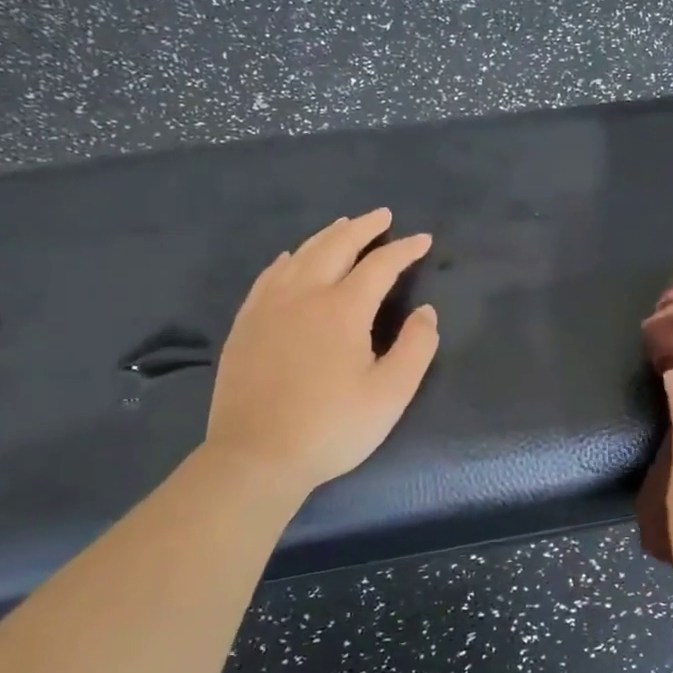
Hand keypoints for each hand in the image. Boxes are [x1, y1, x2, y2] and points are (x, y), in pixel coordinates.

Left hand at [206, 208, 439, 491]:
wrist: (256, 455)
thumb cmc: (332, 427)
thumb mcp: (390, 394)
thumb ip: (417, 347)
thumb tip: (426, 311)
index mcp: (343, 309)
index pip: (380, 265)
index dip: (405, 250)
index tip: (423, 240)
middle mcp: (304, 294)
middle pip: (336, 245)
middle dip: (363, 227)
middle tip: (383, 217)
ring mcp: (269, 306)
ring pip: (300, 254)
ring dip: (327, 235)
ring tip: (344, 226)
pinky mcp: (246, 323)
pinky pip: (269, 275)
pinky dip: (289, 258)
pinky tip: (291, 258)